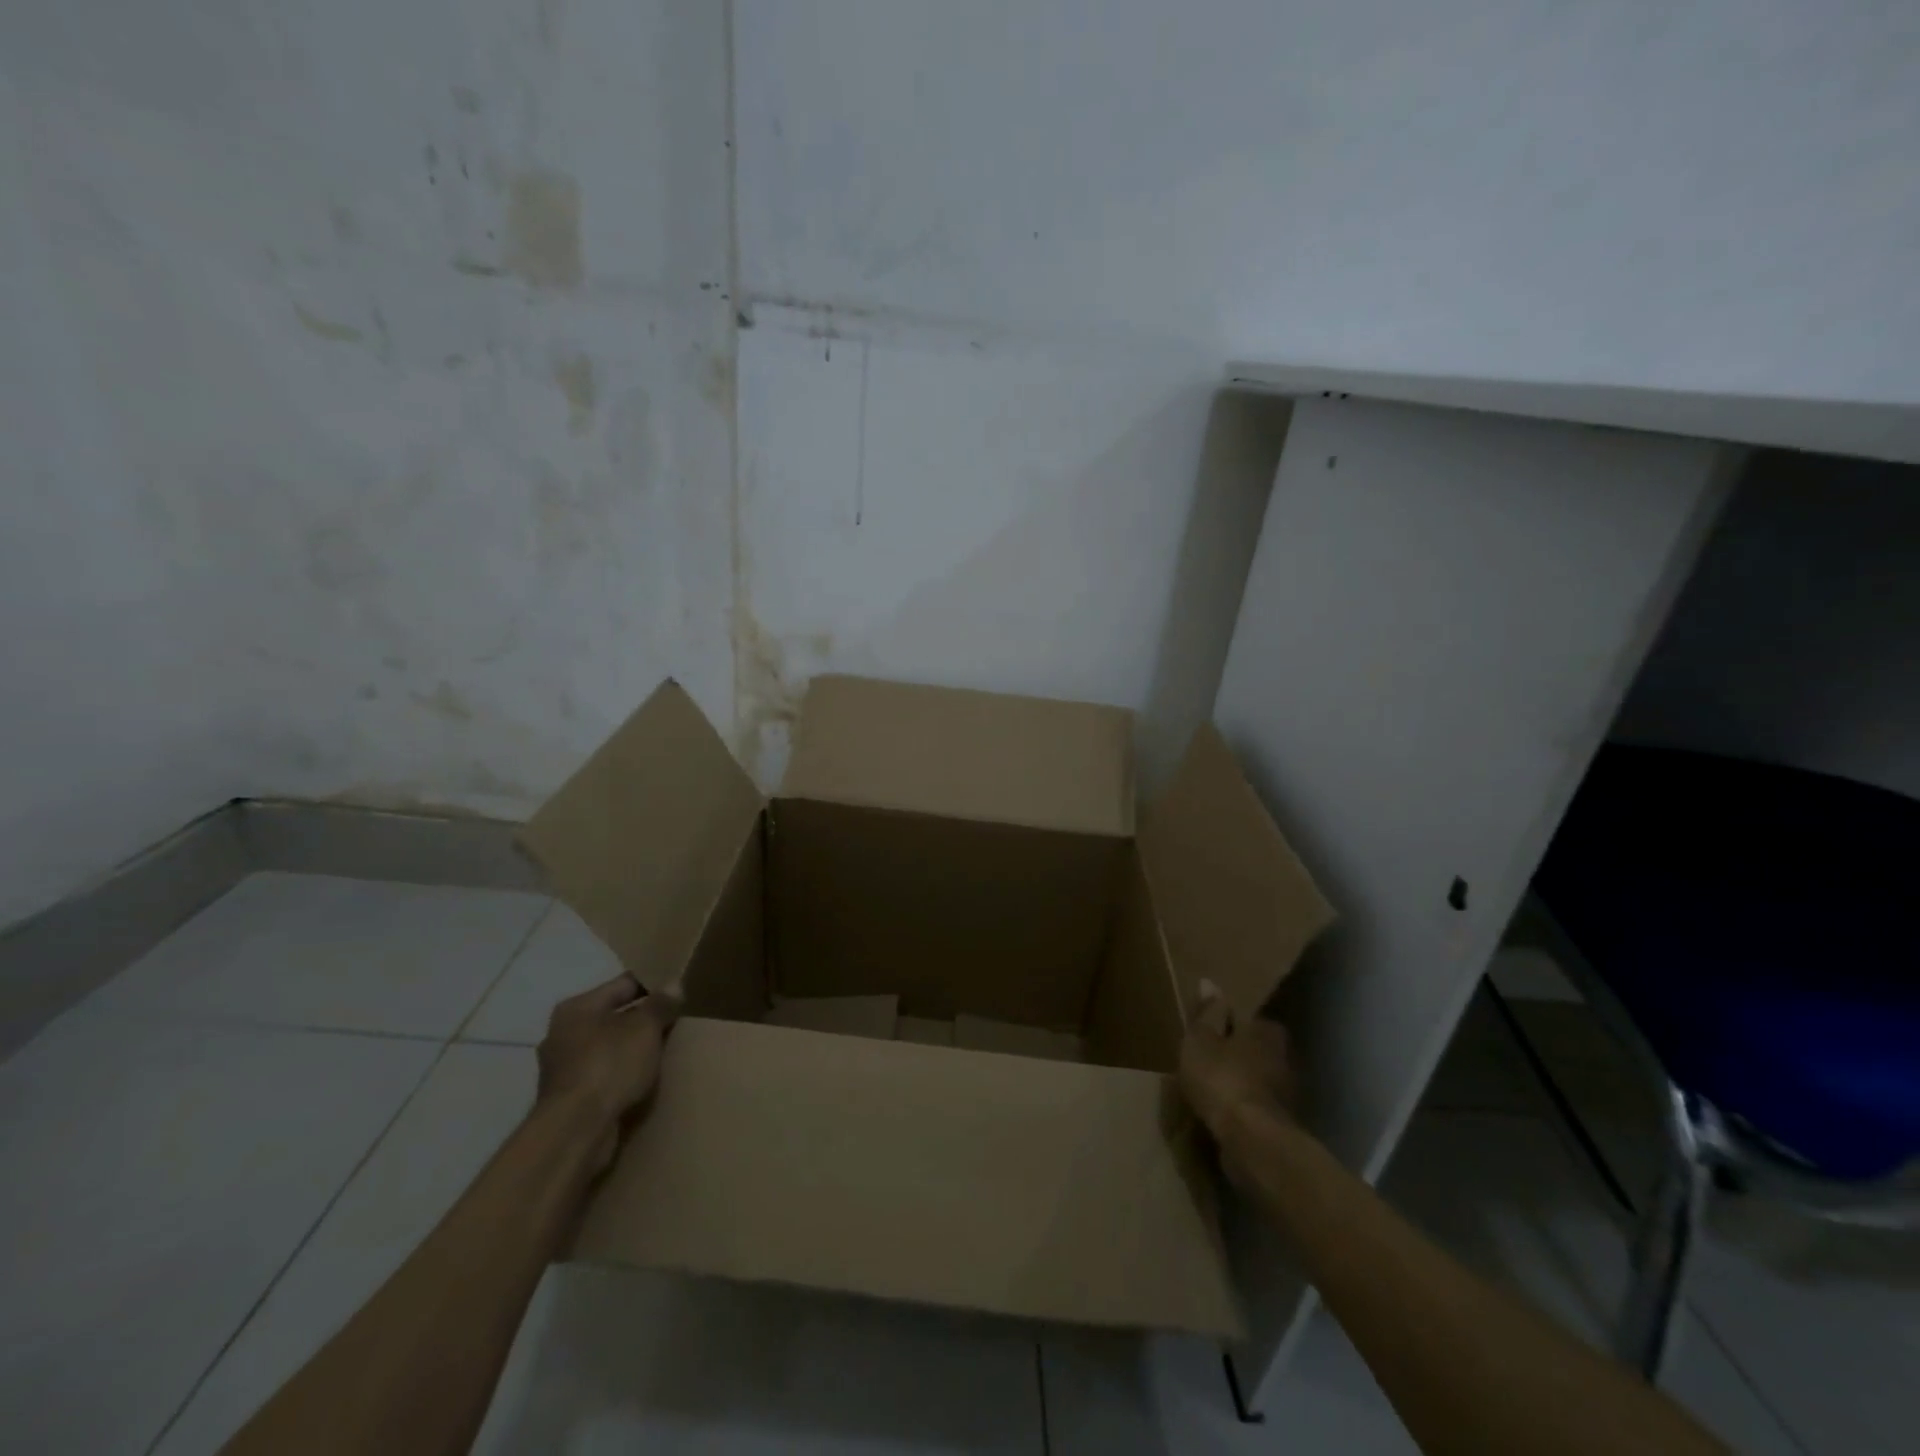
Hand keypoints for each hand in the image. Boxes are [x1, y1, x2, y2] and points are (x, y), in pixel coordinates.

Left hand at [535, 973, 681, 1172]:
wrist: (575, 1131)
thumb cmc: (609, 1065)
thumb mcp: (645, 1028)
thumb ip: (660, 1004)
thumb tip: (673, 985)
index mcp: (577, 1008)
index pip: (623, 984)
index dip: (653, 985)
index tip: (678, 992)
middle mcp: (562, 1033)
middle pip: (613, 1017)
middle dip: (641, 1020)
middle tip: (674, 1022)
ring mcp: (561, 1068)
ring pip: (607, 1048)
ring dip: (631, 1049)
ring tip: (661, 1052)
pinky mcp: (566, 1099)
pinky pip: (602, 1075)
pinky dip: (620, 1074)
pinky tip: (641, 1080)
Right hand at [1178, 978, 1300, 1150]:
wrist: (1252, 1141)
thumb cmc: (1222, 1078)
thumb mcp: (1201, 1039)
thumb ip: (1206, 1013)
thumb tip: (1210, 982)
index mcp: (1267, 1033)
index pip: (1255, 1021)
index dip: (1234, 1026)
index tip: (1215, 1033)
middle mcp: (1285, 1060)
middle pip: (1259, 1052)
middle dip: (1239, 1056)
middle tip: (1210, 1061)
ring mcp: (1288, 1096)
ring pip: (1259, 1081)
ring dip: (1241, 1084)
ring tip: (1213, 1090)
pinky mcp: (1283, 1126)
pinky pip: (1257, 1109)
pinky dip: (1244, 1110)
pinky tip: (1224, 1115)